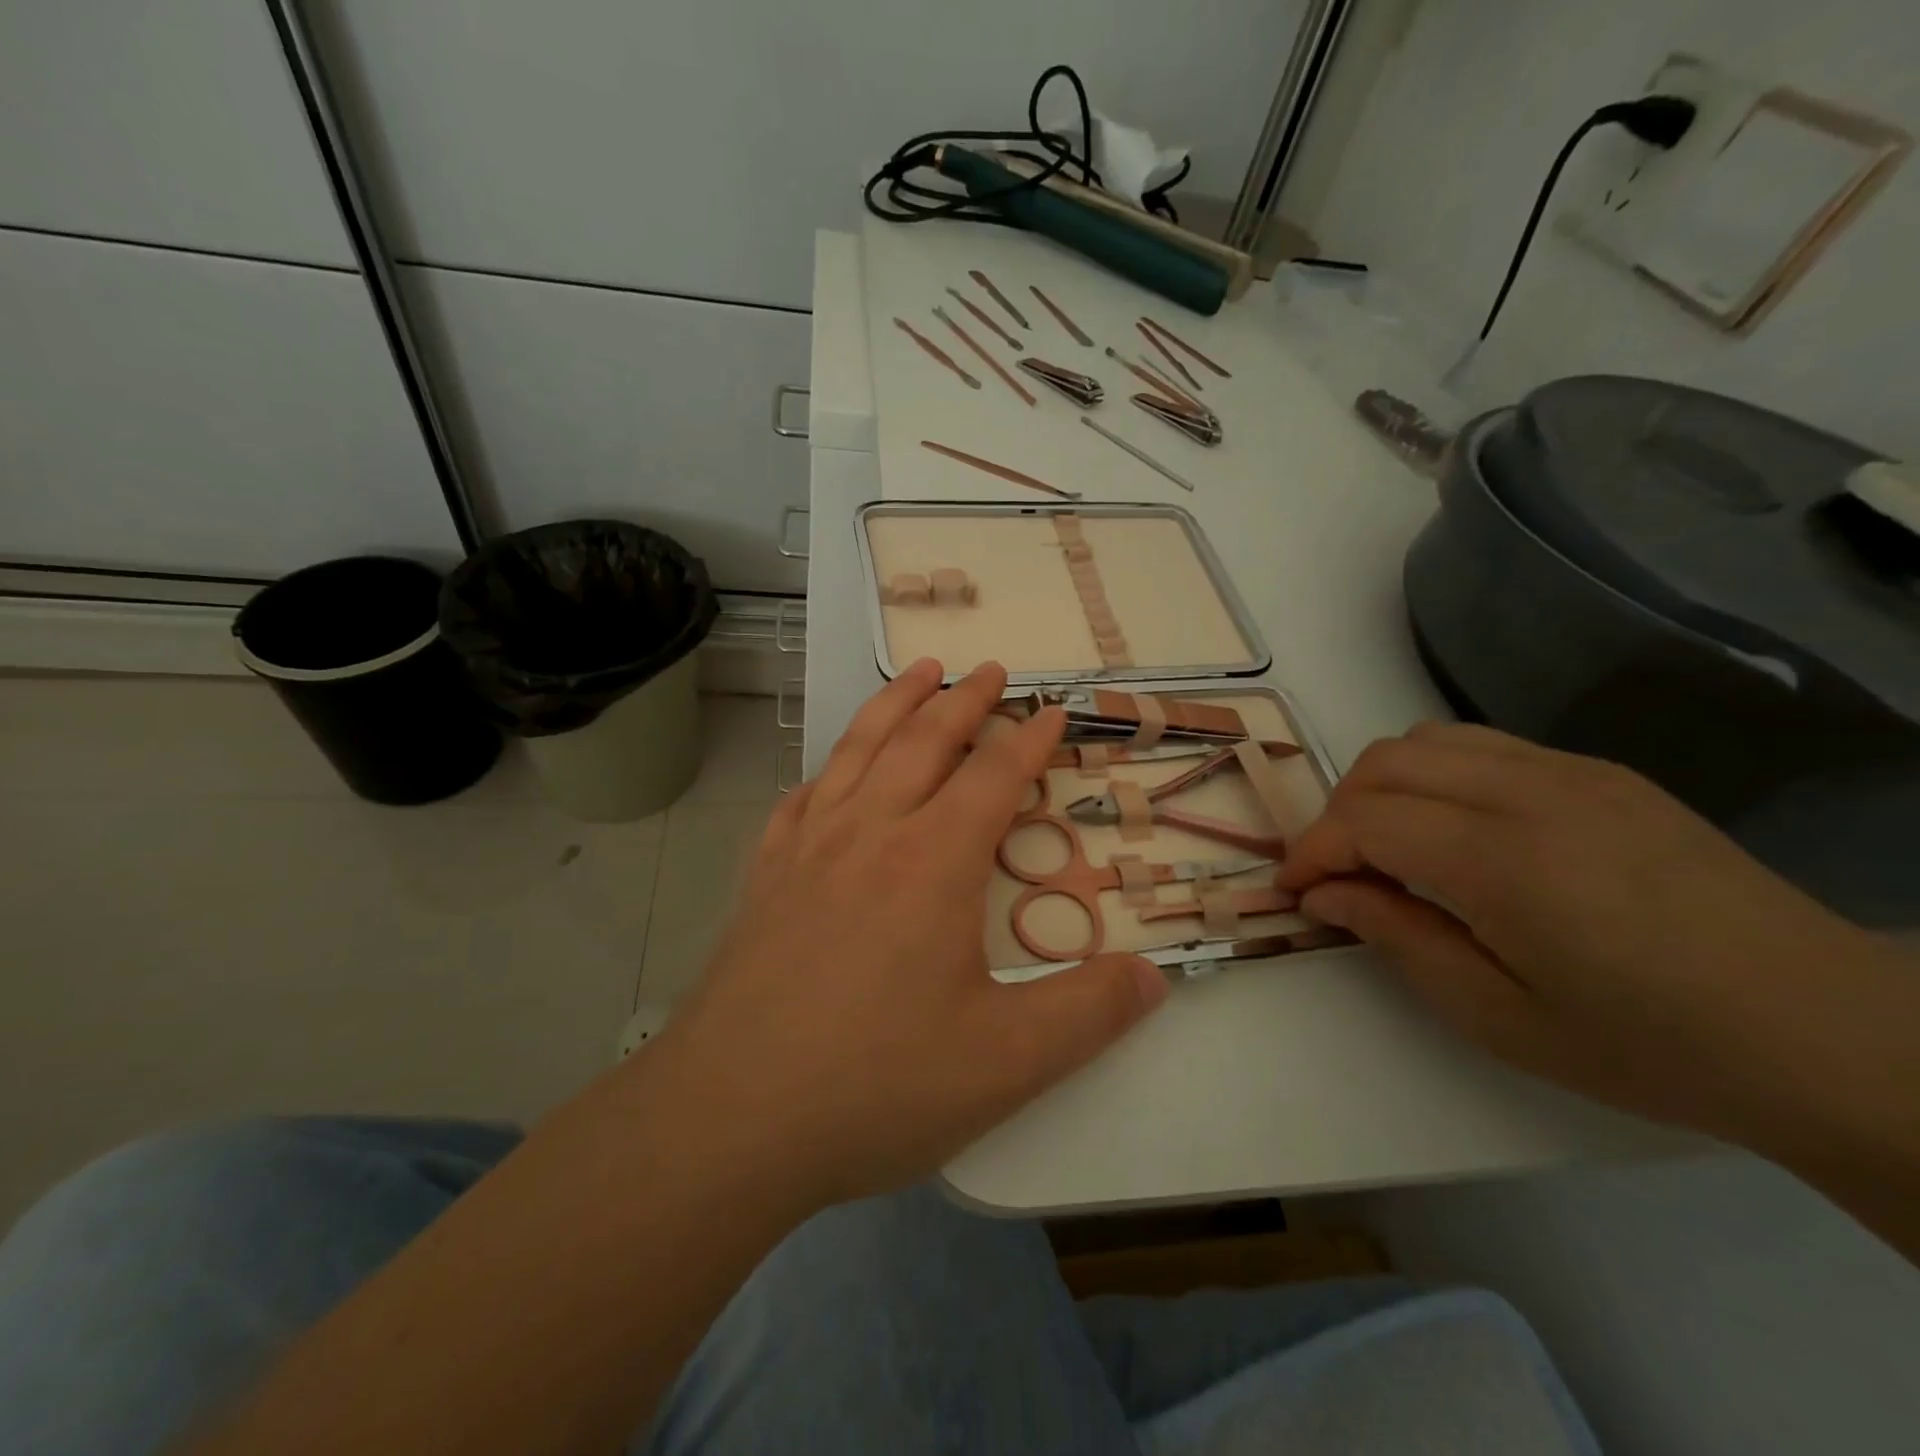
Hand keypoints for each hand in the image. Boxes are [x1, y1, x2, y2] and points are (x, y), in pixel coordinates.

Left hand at [655, 659, 1167, 1208]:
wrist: (730, 1116)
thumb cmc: (875, 1085)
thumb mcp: (1004, 1063)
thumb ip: (1088, 1014)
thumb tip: (1154, 977)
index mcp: (933, 861)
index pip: (994, 775)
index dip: (1030, 738)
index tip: (1052, 710)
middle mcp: (871, 833)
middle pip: (925, 741)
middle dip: (964, 700)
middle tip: (989, 670)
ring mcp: (809, 849)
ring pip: (859, 749)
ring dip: (895, 704)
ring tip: (920, 672)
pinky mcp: (765, 875)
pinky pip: (802, 798)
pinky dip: (829, 768)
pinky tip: (833, 771)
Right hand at [1276, 723, 1914, 1153]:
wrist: (1831, 1036)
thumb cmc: (1651, 1045)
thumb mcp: (1498, 1015)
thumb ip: (1396, 938)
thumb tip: (1324, 894)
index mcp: (1502, 860)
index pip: (1363, 820)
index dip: (1312, 851)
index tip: (1295, 890)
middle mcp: (1530, 792)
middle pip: (1383, 764)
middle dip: (1337, 814)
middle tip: (1340, 874)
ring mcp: (1572, 772)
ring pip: (1427, 740)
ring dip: (1384, 787)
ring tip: (1391, 847)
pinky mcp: (1602, 773)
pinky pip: (1483, 746)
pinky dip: (1438, 777)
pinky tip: (1458, 834)